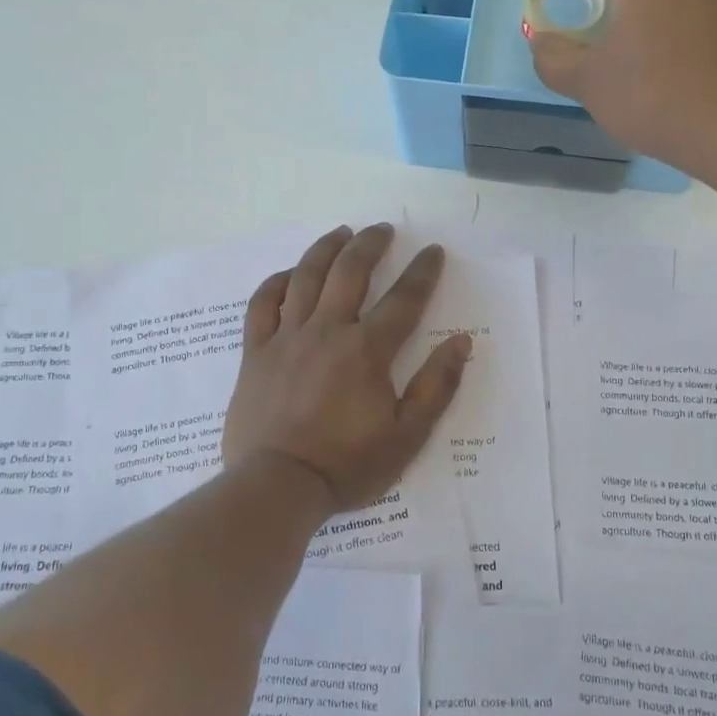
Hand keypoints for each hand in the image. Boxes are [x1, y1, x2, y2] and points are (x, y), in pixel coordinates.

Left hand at [222, 224, 472, 514]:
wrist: (278, 486)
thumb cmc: (348, 464)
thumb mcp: (408, 435)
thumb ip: (436, 386)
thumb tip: (461, 342)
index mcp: (367, 350)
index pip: (403, 299)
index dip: (422, 271)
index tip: (433, 251)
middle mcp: (328, 331)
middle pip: (350, 272)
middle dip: (370, 244)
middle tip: (383, 229)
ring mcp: (287, 338)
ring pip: (306, 277)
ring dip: (326, 248)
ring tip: (341, 232)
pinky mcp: (256, 352)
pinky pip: (262, 304)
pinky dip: (276, 283)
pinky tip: (288, 274)